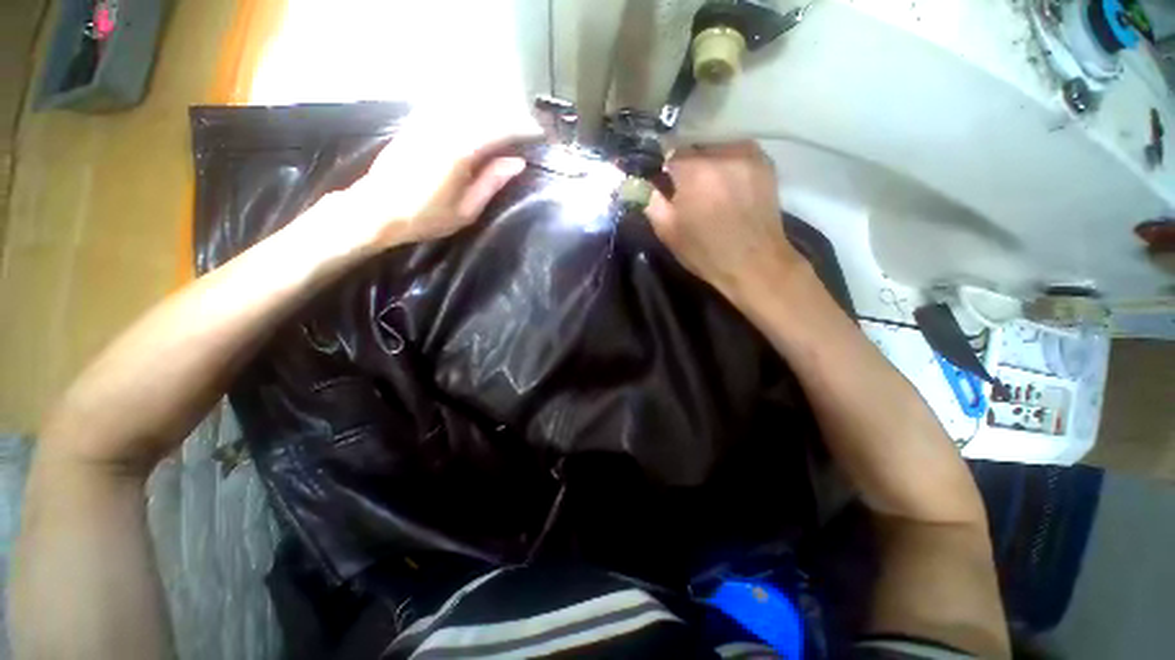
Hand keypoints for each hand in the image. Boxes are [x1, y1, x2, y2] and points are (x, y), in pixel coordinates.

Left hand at [323, 105, 542, 253]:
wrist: (376, 210)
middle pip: (485, 110)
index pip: (499, 129)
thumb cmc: (425, 217)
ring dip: (490, 110)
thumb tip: (518, 162)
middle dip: (509, 115)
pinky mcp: (416, 122)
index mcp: (460, 152)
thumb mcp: (466, 210)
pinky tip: (475, 118)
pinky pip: (448, 106)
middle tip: (526, 128)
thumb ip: (492, 182)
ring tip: (505, 124)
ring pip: (467, 104)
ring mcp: (427, 121)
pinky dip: (467, 109)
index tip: (539, 133)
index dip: (522, 128)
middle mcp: (444, 128)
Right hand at [646, 142, 804, 306]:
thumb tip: (634, 181)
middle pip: (694, 145)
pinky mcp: (765, 162)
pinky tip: (726, 187)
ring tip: (707, 189)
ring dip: (707, 162)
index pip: (669, 149)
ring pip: (716, 147)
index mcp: (694, 170)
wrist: (754, 263)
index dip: (663, 166)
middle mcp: (722, 152)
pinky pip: (736, 152)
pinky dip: (726, 164)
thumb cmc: (705, 252)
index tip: (662, 182)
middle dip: (686, 164)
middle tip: (685, 189)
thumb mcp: (668, 231)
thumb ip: (649, 200)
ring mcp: (748, 153)